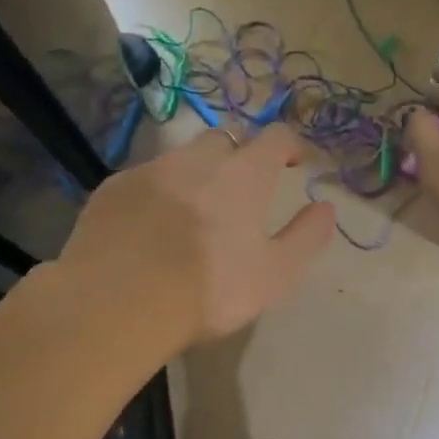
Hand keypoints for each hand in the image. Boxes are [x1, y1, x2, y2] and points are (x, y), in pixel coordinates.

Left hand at [60, 124, 335, 344]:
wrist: (119, 302)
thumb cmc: (210, 289)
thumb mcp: (276, 274)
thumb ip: (306, 236)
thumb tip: (326, 208)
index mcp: (243, 174)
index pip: (275, 136)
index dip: (289, 145)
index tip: (293, 163)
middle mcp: (197, 159)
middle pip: (225, 139)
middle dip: (239, 155)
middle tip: (242, 190)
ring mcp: (150, 170)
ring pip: (181, 158)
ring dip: (196, 174)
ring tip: (194, 213)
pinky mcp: (112, 189)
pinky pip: (144, 180)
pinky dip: (157, 194)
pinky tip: (152, 229)